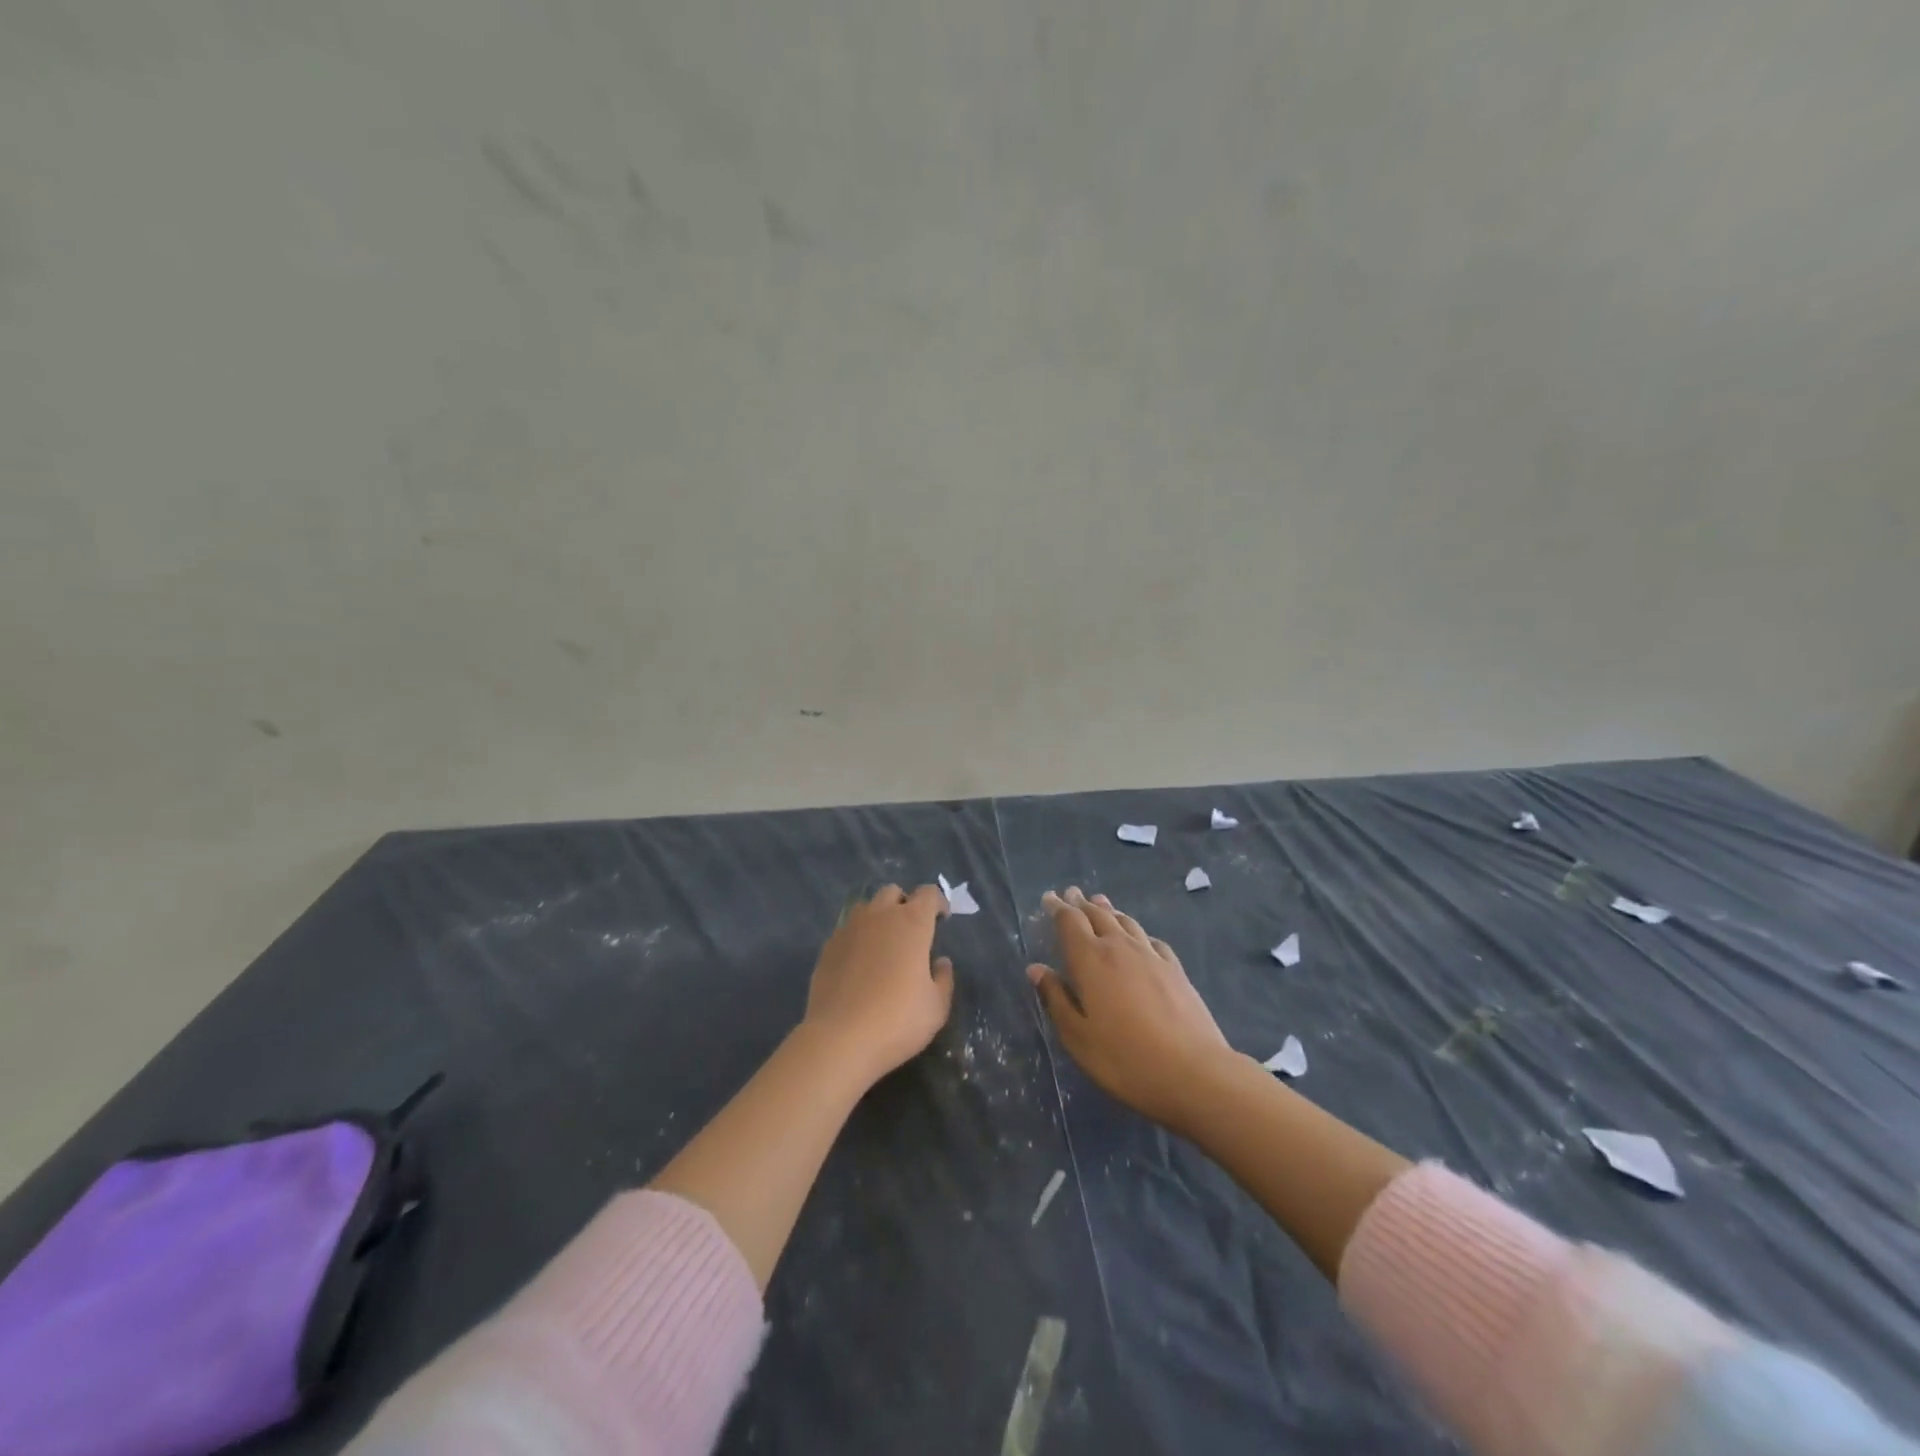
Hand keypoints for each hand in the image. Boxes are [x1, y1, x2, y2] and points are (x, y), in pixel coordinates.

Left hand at [804, 883, 955, 1084]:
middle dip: (905, 904)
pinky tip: (858, 965)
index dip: (938, 902)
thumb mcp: (936, 1007)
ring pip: (866, 907)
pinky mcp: (827, 947)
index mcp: (912, 923)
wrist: (840, 1039)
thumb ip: (943, 979)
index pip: (928, 893)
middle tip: (911, 932)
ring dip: (878, 917)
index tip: (941, 920)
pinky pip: (846, 931)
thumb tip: (941, 962)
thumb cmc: (898, 1021)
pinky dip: (857, 938)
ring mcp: (849, 928)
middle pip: (893, 892)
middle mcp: (880, 916)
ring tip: (883, 945)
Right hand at [1028, 887, 1231, 1131]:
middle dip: (1082, 903)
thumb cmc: (1125, 1059)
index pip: (1070, 922)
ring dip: (1109, 910)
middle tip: (1071, 893)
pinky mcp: (1175, 969)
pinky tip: (1139, 937)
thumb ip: (1056, 999)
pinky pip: (1150, 939)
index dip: (1057, 908)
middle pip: (1098, 915)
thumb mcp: (1078, 1037)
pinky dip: (1137, 931)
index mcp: (1091, 960)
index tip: (1049, 898)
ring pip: (1125, 922)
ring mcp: (1151, 955)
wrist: (1194, 1072)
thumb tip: (1036, 968)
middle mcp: (1120, 947)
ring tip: (1101, 903)